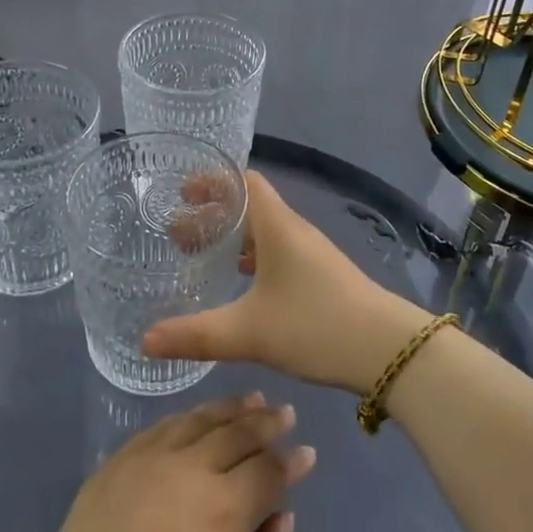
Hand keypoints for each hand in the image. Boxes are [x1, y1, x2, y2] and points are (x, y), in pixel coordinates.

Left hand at [4, 393, 315, 531]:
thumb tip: (281, 517)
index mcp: (226, 505)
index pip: (269, 469)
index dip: (291, 461)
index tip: (307, 452)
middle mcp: (189, 467)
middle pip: (236, 432)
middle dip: (266, 421)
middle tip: (283, 412)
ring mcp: (147, 460)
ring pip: (197, 420)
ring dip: (228, 408)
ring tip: (249, 400)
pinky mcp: (114, 465)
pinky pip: (158, 428)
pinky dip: (185, 418)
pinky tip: (193, 419)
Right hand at [145, 171, 430, 393]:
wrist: (388, 350)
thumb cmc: (316, 325)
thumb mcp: (249, 332)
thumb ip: (196, 335)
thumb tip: (145, 340)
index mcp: (277, 226)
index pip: (244, 181)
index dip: (212, 182)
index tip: (181, 195)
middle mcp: (294, 230)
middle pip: (250, 206)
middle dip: (212, 215)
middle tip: (177, 237)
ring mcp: (311, 253)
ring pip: (264, 232)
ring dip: (233, 240)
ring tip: (202, 260)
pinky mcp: (321, 276)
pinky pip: (278, 253)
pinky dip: (253, 259)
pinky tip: (241, 287)